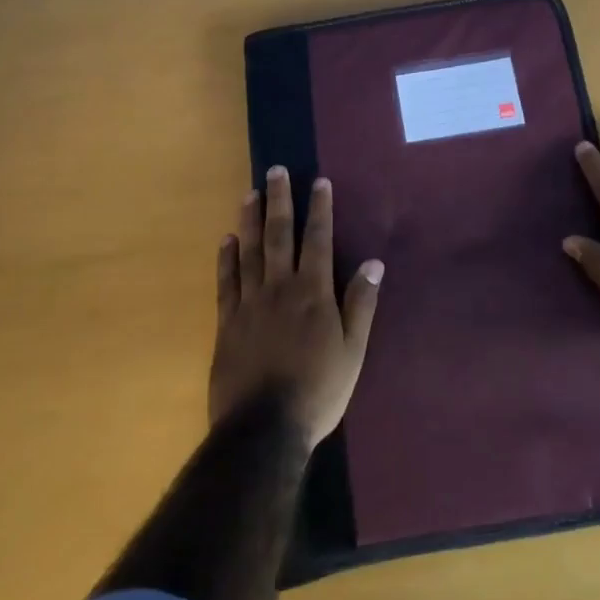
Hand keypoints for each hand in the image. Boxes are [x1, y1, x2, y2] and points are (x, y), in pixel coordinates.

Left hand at [210, 166, 383, 446]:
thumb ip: (360, 305)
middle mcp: (280, 288)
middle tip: (275, 170)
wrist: (264, 428)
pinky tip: (226, 240)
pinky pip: (226, 282)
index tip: (318, 181)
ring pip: (249, 251)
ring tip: (251, 193)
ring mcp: (249, 304)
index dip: (319, 209)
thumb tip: (373, 263)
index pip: (317, 240)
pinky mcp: (227, 323)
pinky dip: (226, 258)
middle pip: (279, 236)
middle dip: (280, 201)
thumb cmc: (318, 391)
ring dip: (250, 220)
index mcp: (313, 293)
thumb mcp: (352, 351)